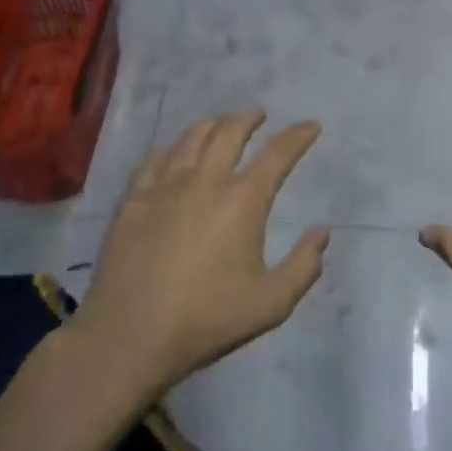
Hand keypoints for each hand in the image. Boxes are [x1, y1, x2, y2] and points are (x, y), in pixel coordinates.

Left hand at [76, 109, 328, 393]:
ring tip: (221, 123)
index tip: (311, 126)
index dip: (298, 136)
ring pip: (191, 139)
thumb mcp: (271, 304)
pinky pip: (154, 160)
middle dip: (249, 118)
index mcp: (242, 202)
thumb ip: (304, 266)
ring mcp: (164, 187)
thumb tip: (323, 232)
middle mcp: (205, 182)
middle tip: (259, 113)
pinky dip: (171, 148)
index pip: (277, 155)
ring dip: (212, 124)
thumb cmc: (206, 320)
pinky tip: (172, 151)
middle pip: (229, 132)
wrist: (128, 337)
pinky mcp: (133, 200)